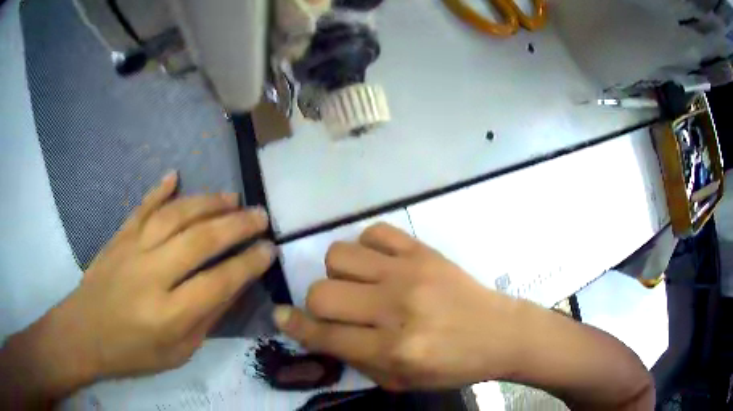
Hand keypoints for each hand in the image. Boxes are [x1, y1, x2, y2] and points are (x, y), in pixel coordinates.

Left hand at [1, 171, 274, 404]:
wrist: (84, 333)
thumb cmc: (133, 352)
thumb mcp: (177, 352)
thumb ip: (206, 318)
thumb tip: (233, 285)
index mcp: (169, 314)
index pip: (218, 282)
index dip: (248, 264)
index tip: (269, 250)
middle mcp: (151, 275)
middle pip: (199, 240)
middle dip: (236, 225)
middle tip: (260, 215)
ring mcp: (132, 249)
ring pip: (175, 216)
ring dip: (206, 203)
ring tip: (231, 197)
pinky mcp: (119, 236)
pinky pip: (142, 207)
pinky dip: (159, 189)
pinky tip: (175, 176)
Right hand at [273, 223, 525, 390]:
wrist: (500, 333)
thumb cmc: (453, 365)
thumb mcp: (402, 381)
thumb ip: (357, 361)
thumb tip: (320, 333)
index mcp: (394, 349)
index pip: (326, 335)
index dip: (295, 326)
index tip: (280, 316)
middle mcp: (397, 308)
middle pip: (323, 292)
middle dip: (317, 304)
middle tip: (337, 311)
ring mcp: (410, 273)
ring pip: (340, 255)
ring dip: (339, 273)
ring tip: (359, 285)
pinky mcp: (424, 250)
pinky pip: (375, 231)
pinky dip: (366, 247)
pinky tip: (379, 264)